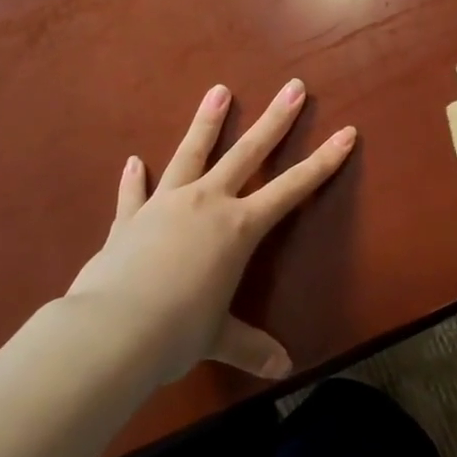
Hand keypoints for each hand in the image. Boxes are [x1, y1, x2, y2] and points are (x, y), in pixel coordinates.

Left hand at [67, 79, 355, 382]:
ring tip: (218, 90)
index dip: (323, 161)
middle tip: (293, 86)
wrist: (110, 331)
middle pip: (248, 152)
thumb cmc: (177, 332)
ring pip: (191, 153)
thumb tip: (284, 370)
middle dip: (275, 119)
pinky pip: (134, 192)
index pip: (293, 188)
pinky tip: (133, 160)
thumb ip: (251, 347)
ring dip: (207, 122)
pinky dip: (134, 178)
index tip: (346, 132)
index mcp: (239, 227)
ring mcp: (166, 205)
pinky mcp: (129, 219)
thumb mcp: (219, 338)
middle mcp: (207, 203)